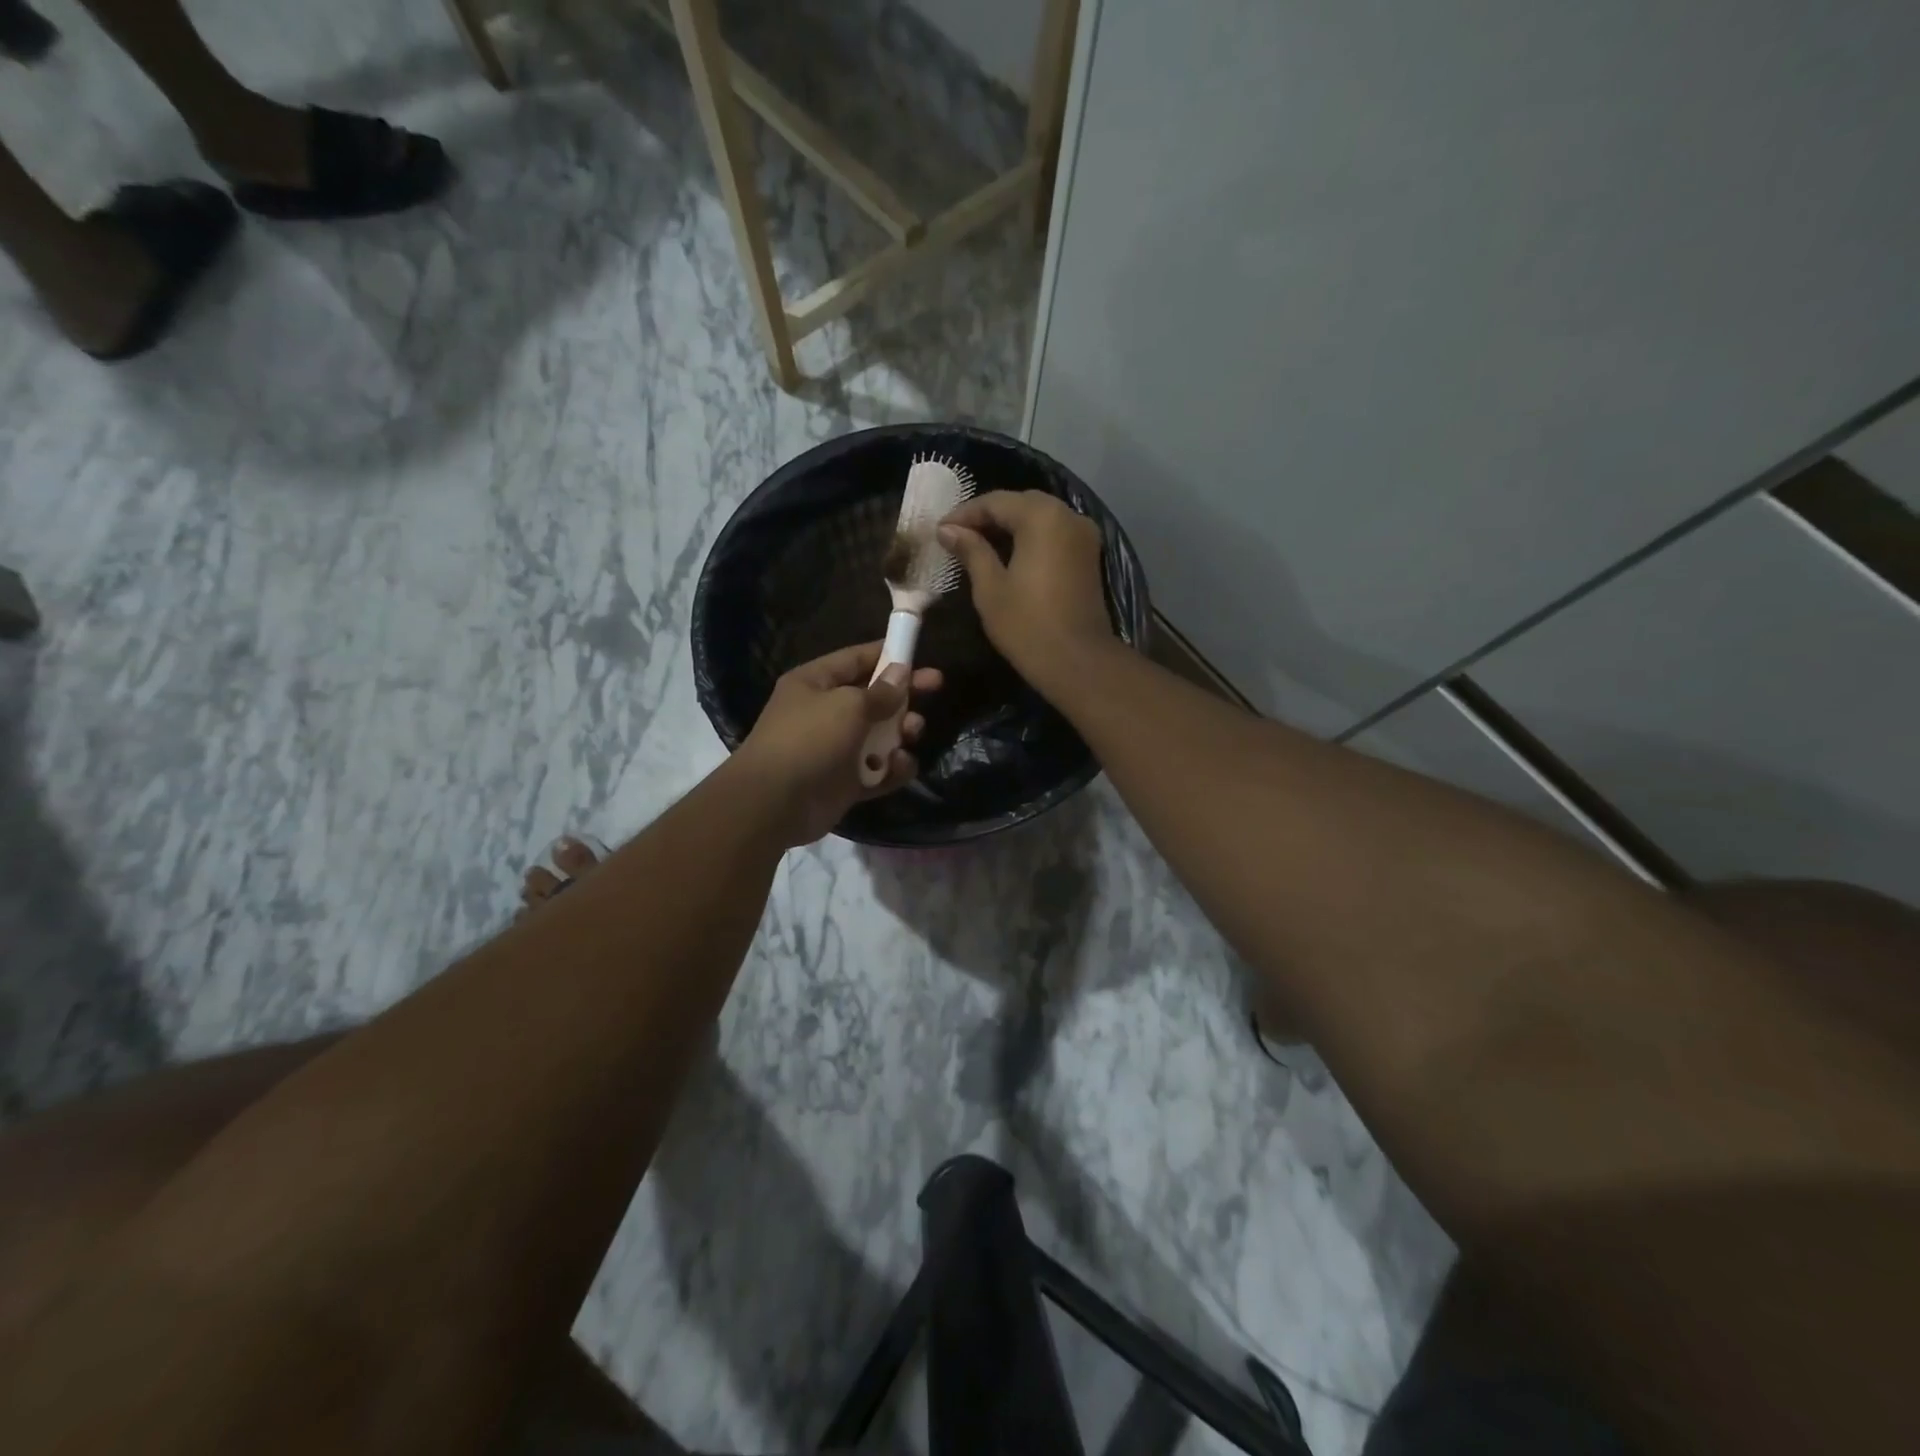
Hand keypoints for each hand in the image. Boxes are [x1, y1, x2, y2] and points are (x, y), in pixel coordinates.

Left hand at [732, 641, 941, 845]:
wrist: (774, 802)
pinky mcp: (844, 782)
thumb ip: (880, 692)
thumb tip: (901, 673)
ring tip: (911, 734)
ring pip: (879, 736)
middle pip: (873, 698)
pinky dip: (891, 769)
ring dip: (900, 733)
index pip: (856, 659)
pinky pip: (877, 770)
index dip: (888, 655)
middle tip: (935, 689)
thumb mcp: (848, 706)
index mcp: (815, 683)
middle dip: (903, 695)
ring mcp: (835, 749)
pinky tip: (899, 767)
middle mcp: (825, 713)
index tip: (920, 656)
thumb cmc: (809, 739)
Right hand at [938, 490, 1116, 691]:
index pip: (995, 502)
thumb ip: (971, 551)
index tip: (940, 531)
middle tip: (957, 536)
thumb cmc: (1027, 625)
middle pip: (1021, 504)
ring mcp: (1084, 535)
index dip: (964, 514)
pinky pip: (1054, 535)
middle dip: (988, 517)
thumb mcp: (990, 588)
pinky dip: (1030, 539)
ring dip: (1009, 527)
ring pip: (1040, 518)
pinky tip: (1008, 556)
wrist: (1077, 661)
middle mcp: (1068, 515)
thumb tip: (948, 530)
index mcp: (1042, 517)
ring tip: (978, 546)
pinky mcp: (1089, 556)